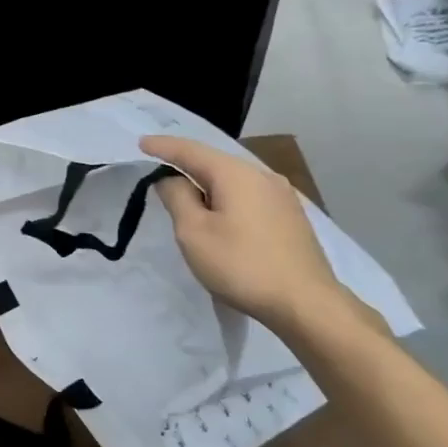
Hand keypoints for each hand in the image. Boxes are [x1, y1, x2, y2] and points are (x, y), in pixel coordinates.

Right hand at [143, 134, 357, 334]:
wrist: (306, 303)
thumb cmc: (241, 265)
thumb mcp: (194, 233)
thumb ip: (177, 198)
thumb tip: (171, 179)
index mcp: (236, 174)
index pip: (191, 151)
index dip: (163, 146)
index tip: (141, 143)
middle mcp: (262, 176)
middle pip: (215, 163)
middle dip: (187, 166)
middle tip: (161, 173)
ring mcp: (282, 196)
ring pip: (234, 181)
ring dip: (208, 186)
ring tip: (188, 200)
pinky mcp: (291, 217)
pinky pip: (249, 196)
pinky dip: (228, 199)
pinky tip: (222, 216)